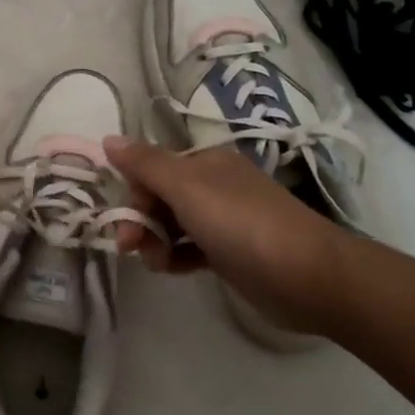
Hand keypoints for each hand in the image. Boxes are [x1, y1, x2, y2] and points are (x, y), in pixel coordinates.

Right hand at [103, 133, 351, 336]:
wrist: (307, 275)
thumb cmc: (241, 223)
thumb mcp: (186, 187)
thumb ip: (144, 164)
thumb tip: (107, 138)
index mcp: (205, 163)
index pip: (152, 169)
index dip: (133, 194)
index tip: (124, 222)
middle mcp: (214, 186)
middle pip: (160, 198)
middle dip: (141, 221)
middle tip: (132, 248)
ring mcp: (225, 221)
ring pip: (173, 225)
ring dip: (156, 242)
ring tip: (158, 264)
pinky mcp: (231, 254)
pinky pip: (191, 249)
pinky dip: (176, 257)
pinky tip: (171, 270)